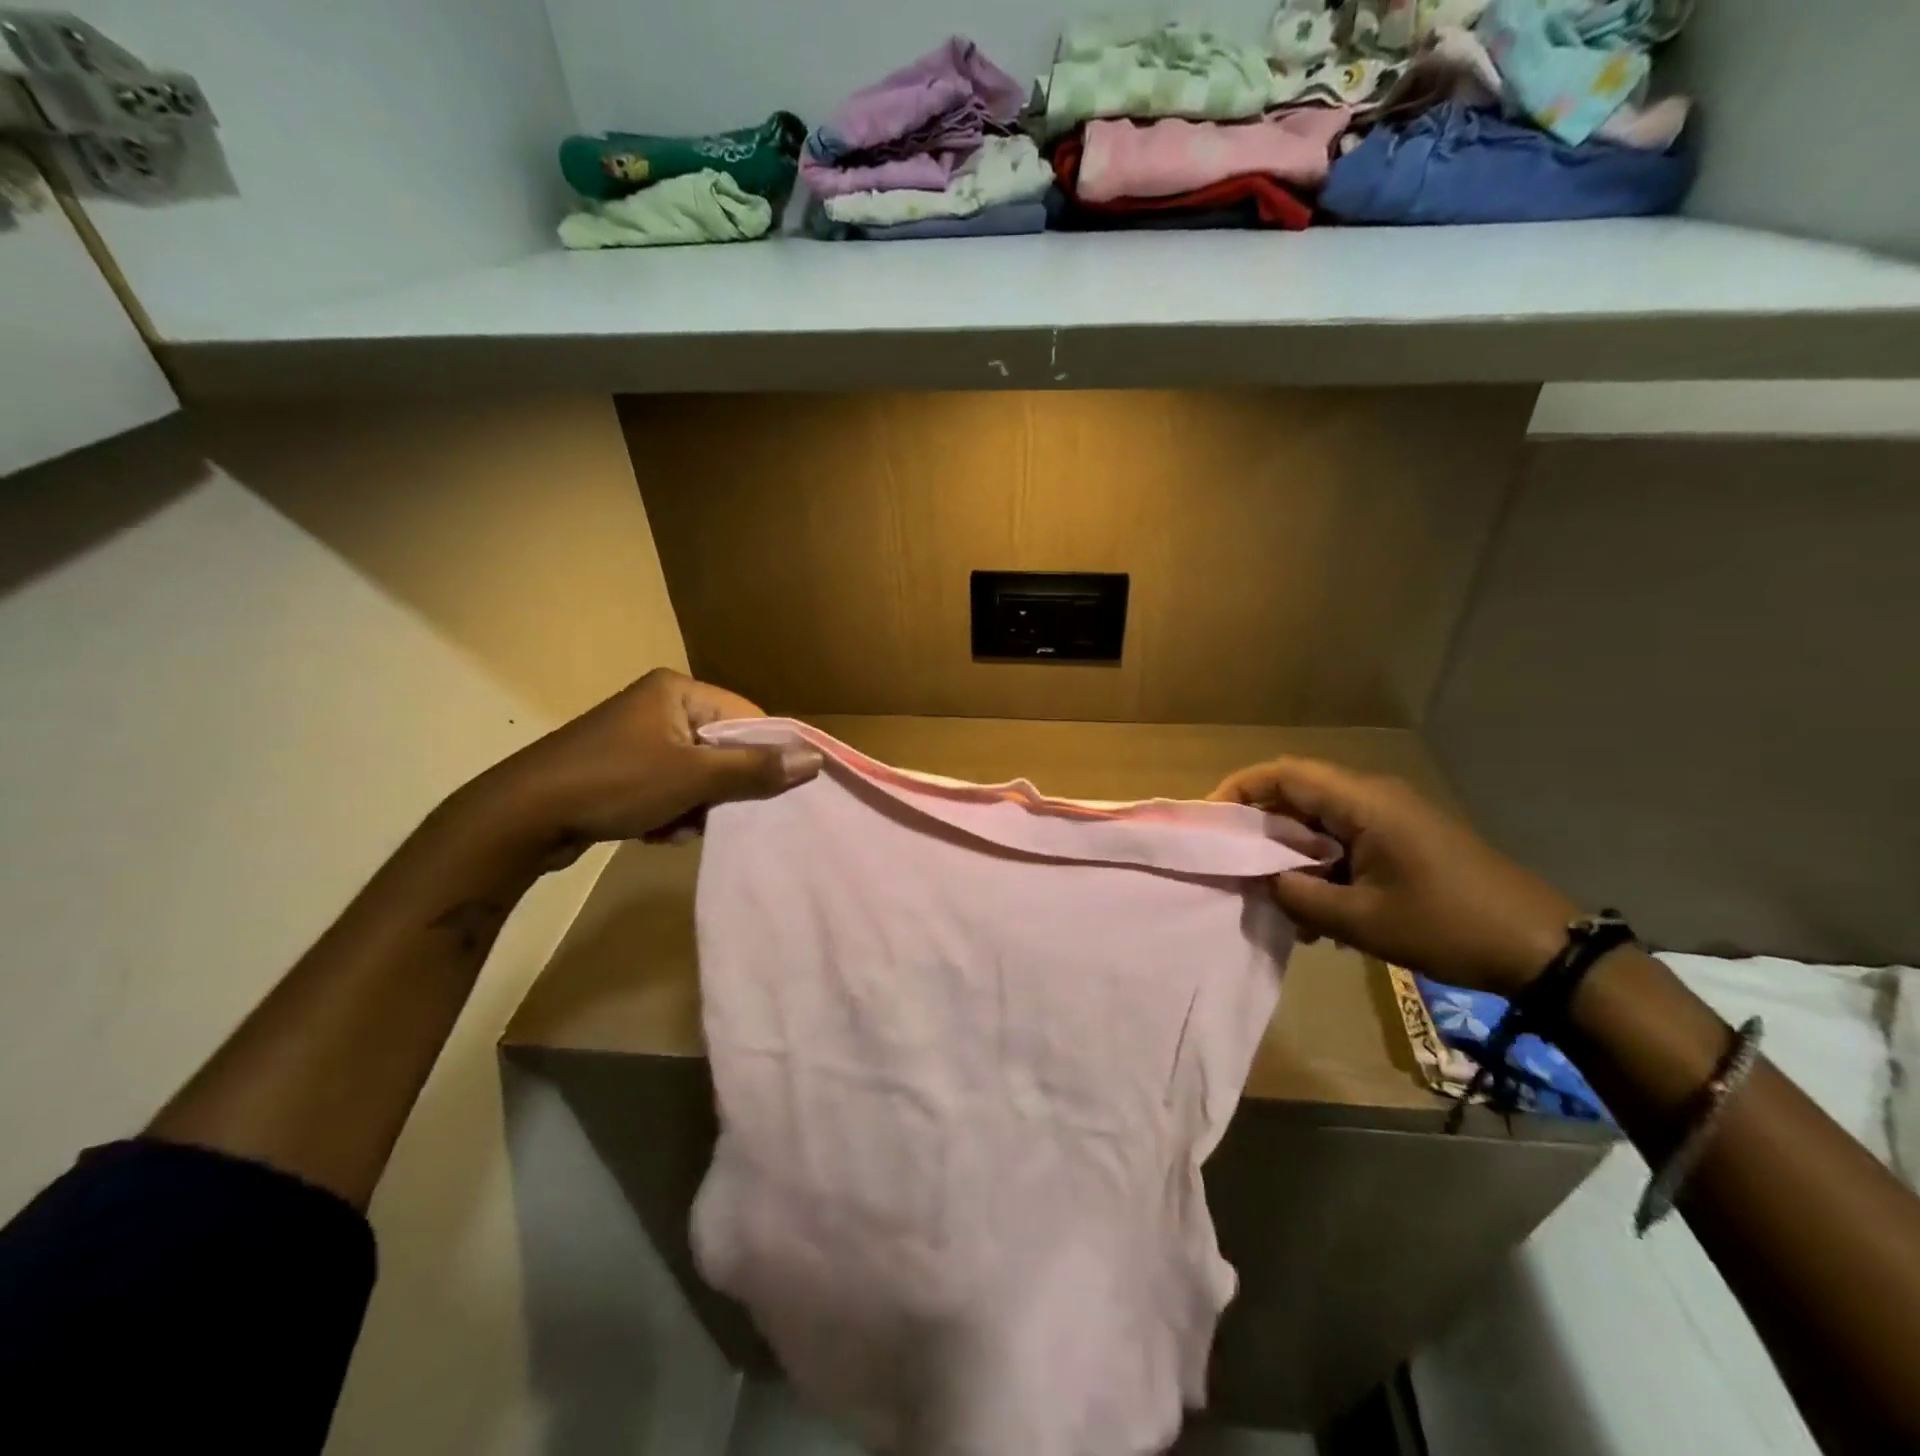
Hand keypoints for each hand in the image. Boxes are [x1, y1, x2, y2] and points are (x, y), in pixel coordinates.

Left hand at [466, 668, 823, 860]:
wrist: (520, 819)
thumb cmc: (614, 783)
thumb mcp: (693, 777)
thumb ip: (755, 768)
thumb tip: (814, 759)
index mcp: (677, 691)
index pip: (746, 716)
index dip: (762, 755)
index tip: (767, 791)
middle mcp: (658, 705)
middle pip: (722, 748)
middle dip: (719, 789)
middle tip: (711, 813)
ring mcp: (636, 738)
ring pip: (697, 774)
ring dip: (694, 807)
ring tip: (675, 826)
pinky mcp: (619, 768)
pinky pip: (668, 787)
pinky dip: (669, 812)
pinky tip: (654, 831)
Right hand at [1210, 758, 1578, 997]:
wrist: (1541, 948)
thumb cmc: (1448, 926)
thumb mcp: (1361, 920)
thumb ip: (1299, 896)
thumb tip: (1260, 881)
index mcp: (1364, 803)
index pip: (1285, 774)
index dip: (1241, 788)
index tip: (1210, 819)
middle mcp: (1375, 798)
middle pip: (1299, 793)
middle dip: (1260, 825)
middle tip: (1233, 860)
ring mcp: (1392, 818)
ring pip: (1320, 820)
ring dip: (1291, 851)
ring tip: (1273, 893)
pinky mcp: (1404, 839)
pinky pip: (1346, 839)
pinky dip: (1321, 864)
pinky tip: (1317, 909)